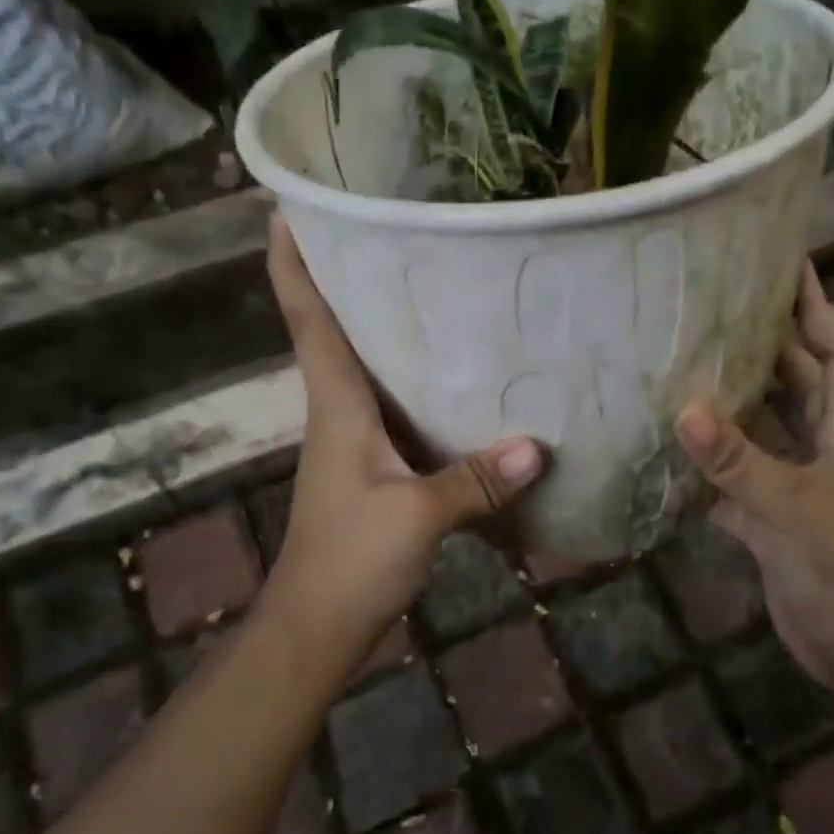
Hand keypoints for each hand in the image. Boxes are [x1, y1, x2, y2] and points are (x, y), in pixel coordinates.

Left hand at [259, 221, 545, 666]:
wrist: (317, 625)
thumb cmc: (351, 560)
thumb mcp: (418, 516)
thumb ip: (477, 480)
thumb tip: (540, 446)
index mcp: (337, 405)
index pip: (308, 318)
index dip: (293, 263)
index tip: (293, 209)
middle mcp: (340, 411)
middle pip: (338, 330)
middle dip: (353, 278)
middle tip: (396, 229)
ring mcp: (356, 441)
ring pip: (371, 368)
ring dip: (389, 329)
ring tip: (438, 287)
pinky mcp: (375, 468)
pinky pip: (398, 409)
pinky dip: (420, 385)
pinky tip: (463, 380)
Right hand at [675, 264, 833, 685]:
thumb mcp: (792, 509)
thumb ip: (737, 461)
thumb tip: (684, 407)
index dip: (819, 306)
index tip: (786, 265)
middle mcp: (821, 448)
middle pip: (796, 381)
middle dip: (766, 343)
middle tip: (714, 309)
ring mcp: (794, 484)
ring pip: (761, 429)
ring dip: (729, 402)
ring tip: (680, 366)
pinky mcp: (768, 519)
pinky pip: (732, 479)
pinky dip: (706, 466)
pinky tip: (667, 450)